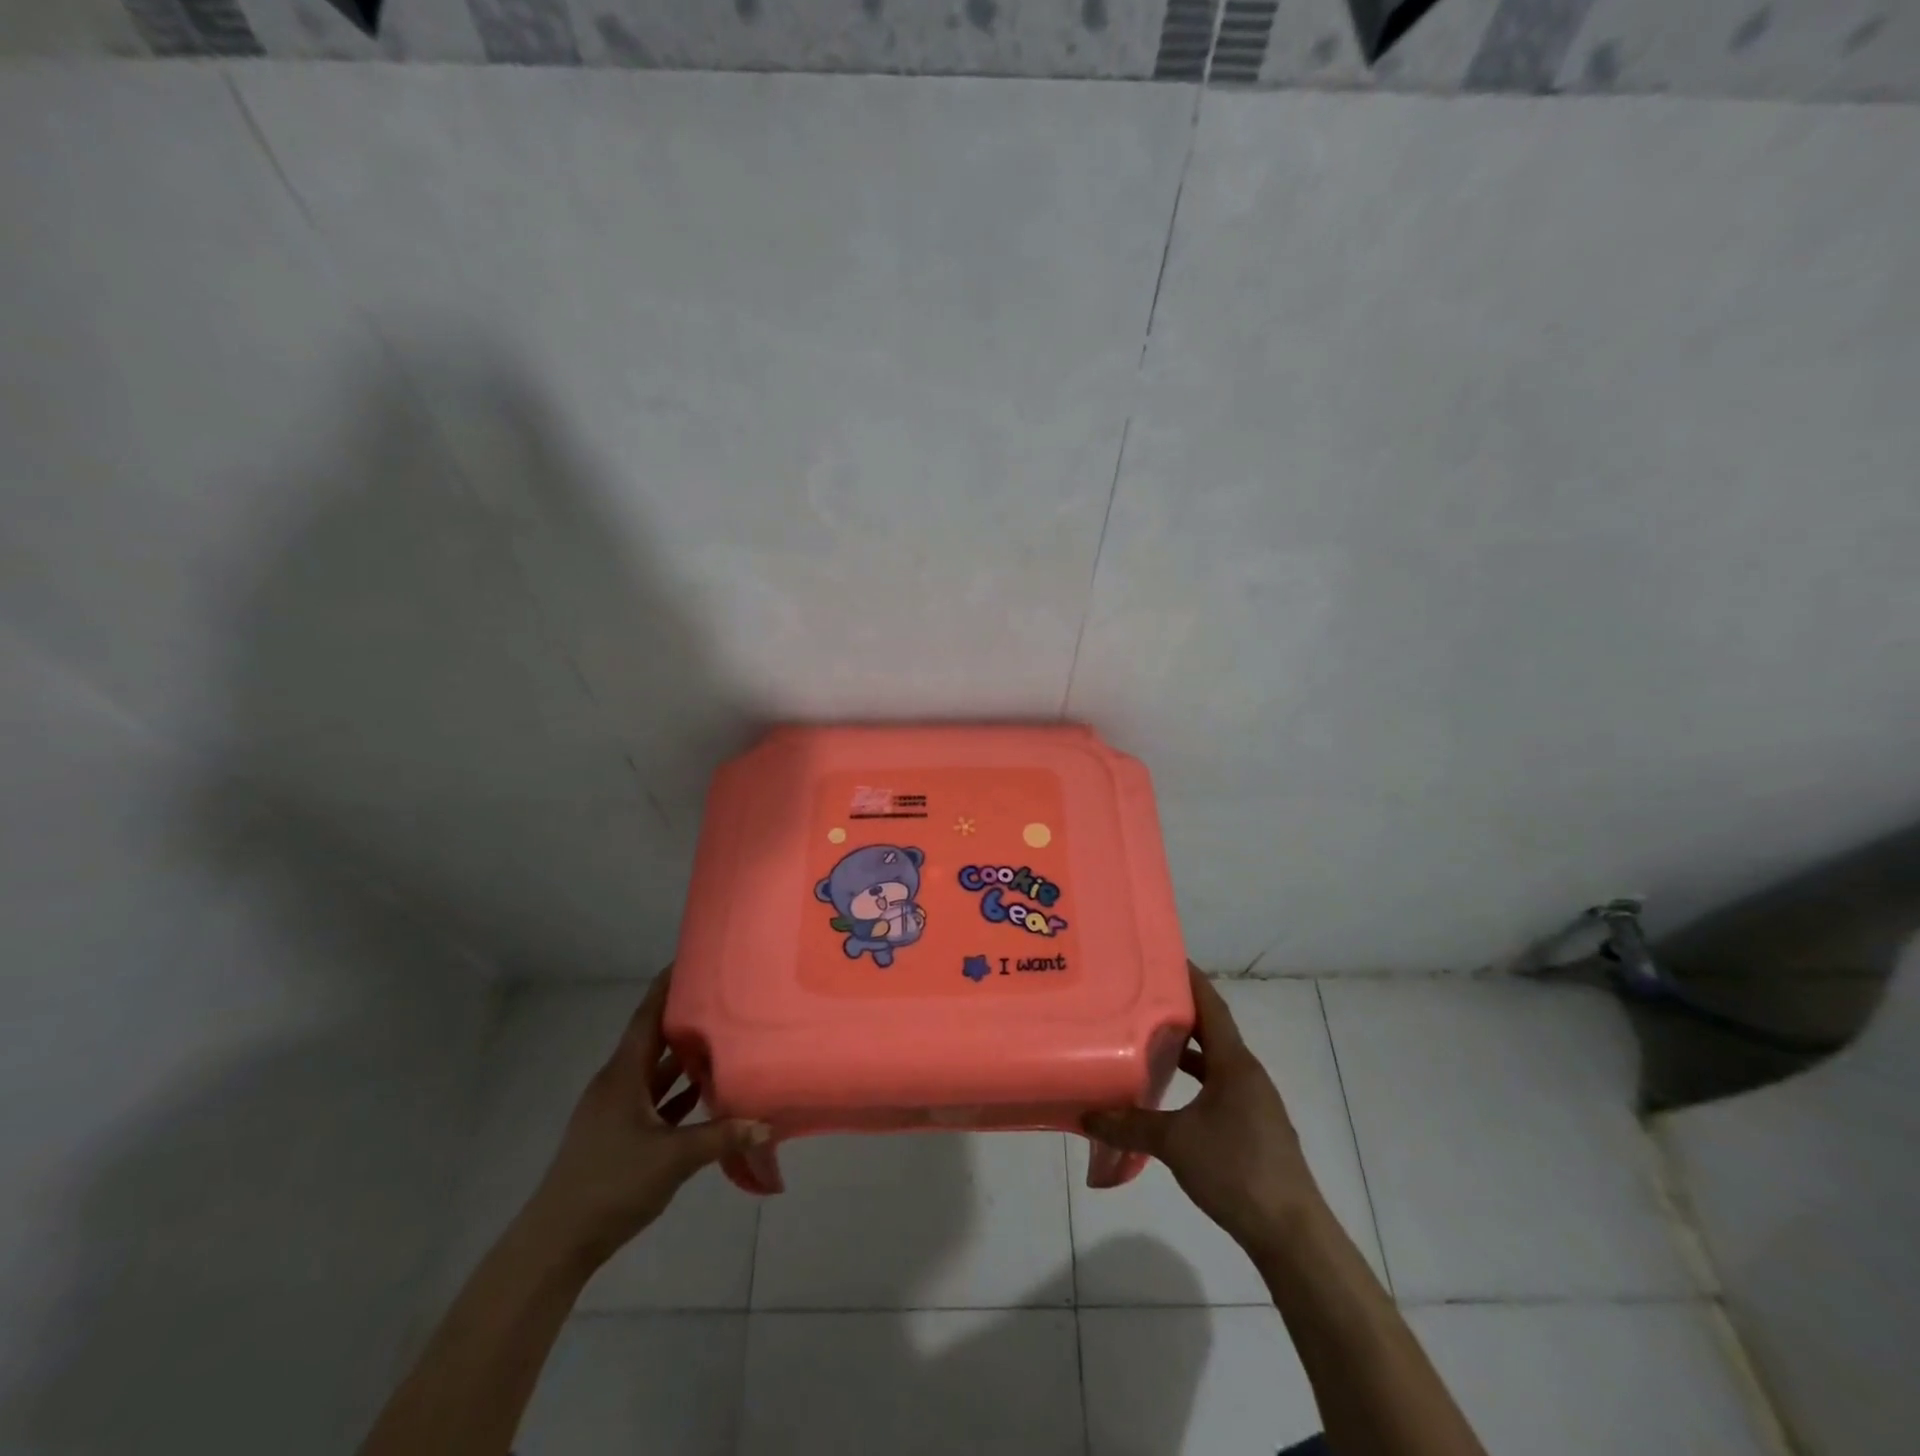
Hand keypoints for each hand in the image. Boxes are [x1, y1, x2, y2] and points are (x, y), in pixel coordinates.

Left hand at [522, 967, 767, 1269]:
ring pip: (655, 1070)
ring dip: (684, 1055)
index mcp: (623, 1075)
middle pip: (653, 1038)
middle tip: (724, 995)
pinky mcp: (619, 1134)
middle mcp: (618, 1083)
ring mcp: (616, 1110)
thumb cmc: (610, 1184)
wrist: (556, 1243)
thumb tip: (767, 1121)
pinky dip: (679, 1090)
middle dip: (685, 1016)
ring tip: (724, 1035)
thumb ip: (721, 1137)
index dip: (667, 985)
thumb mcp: (672, 1158)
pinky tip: (706, 1090)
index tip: (693, 958)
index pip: (647, 1016)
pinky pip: (655, 1098)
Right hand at [1085, 966, 1321, 1254]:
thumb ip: (1129, 1125)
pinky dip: (1196, 1079)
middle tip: (1142, 994)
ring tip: (1149, 1037)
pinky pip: (1220, 1087)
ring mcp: (1254, 1102)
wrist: (1292, 1234)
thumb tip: (1085, 1114)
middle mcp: (1248, 1074)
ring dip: (1188, 1048)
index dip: (1190, 979)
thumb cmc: (1236, 1171)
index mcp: (1235, 1064)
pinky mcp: (1254, 1127)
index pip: (1212, 1006)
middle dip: (1181, 1011)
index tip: (1163, 956)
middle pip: (1213, 1030)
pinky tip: (1171, 1093)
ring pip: (1216, 1061)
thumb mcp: (1175, 1143)